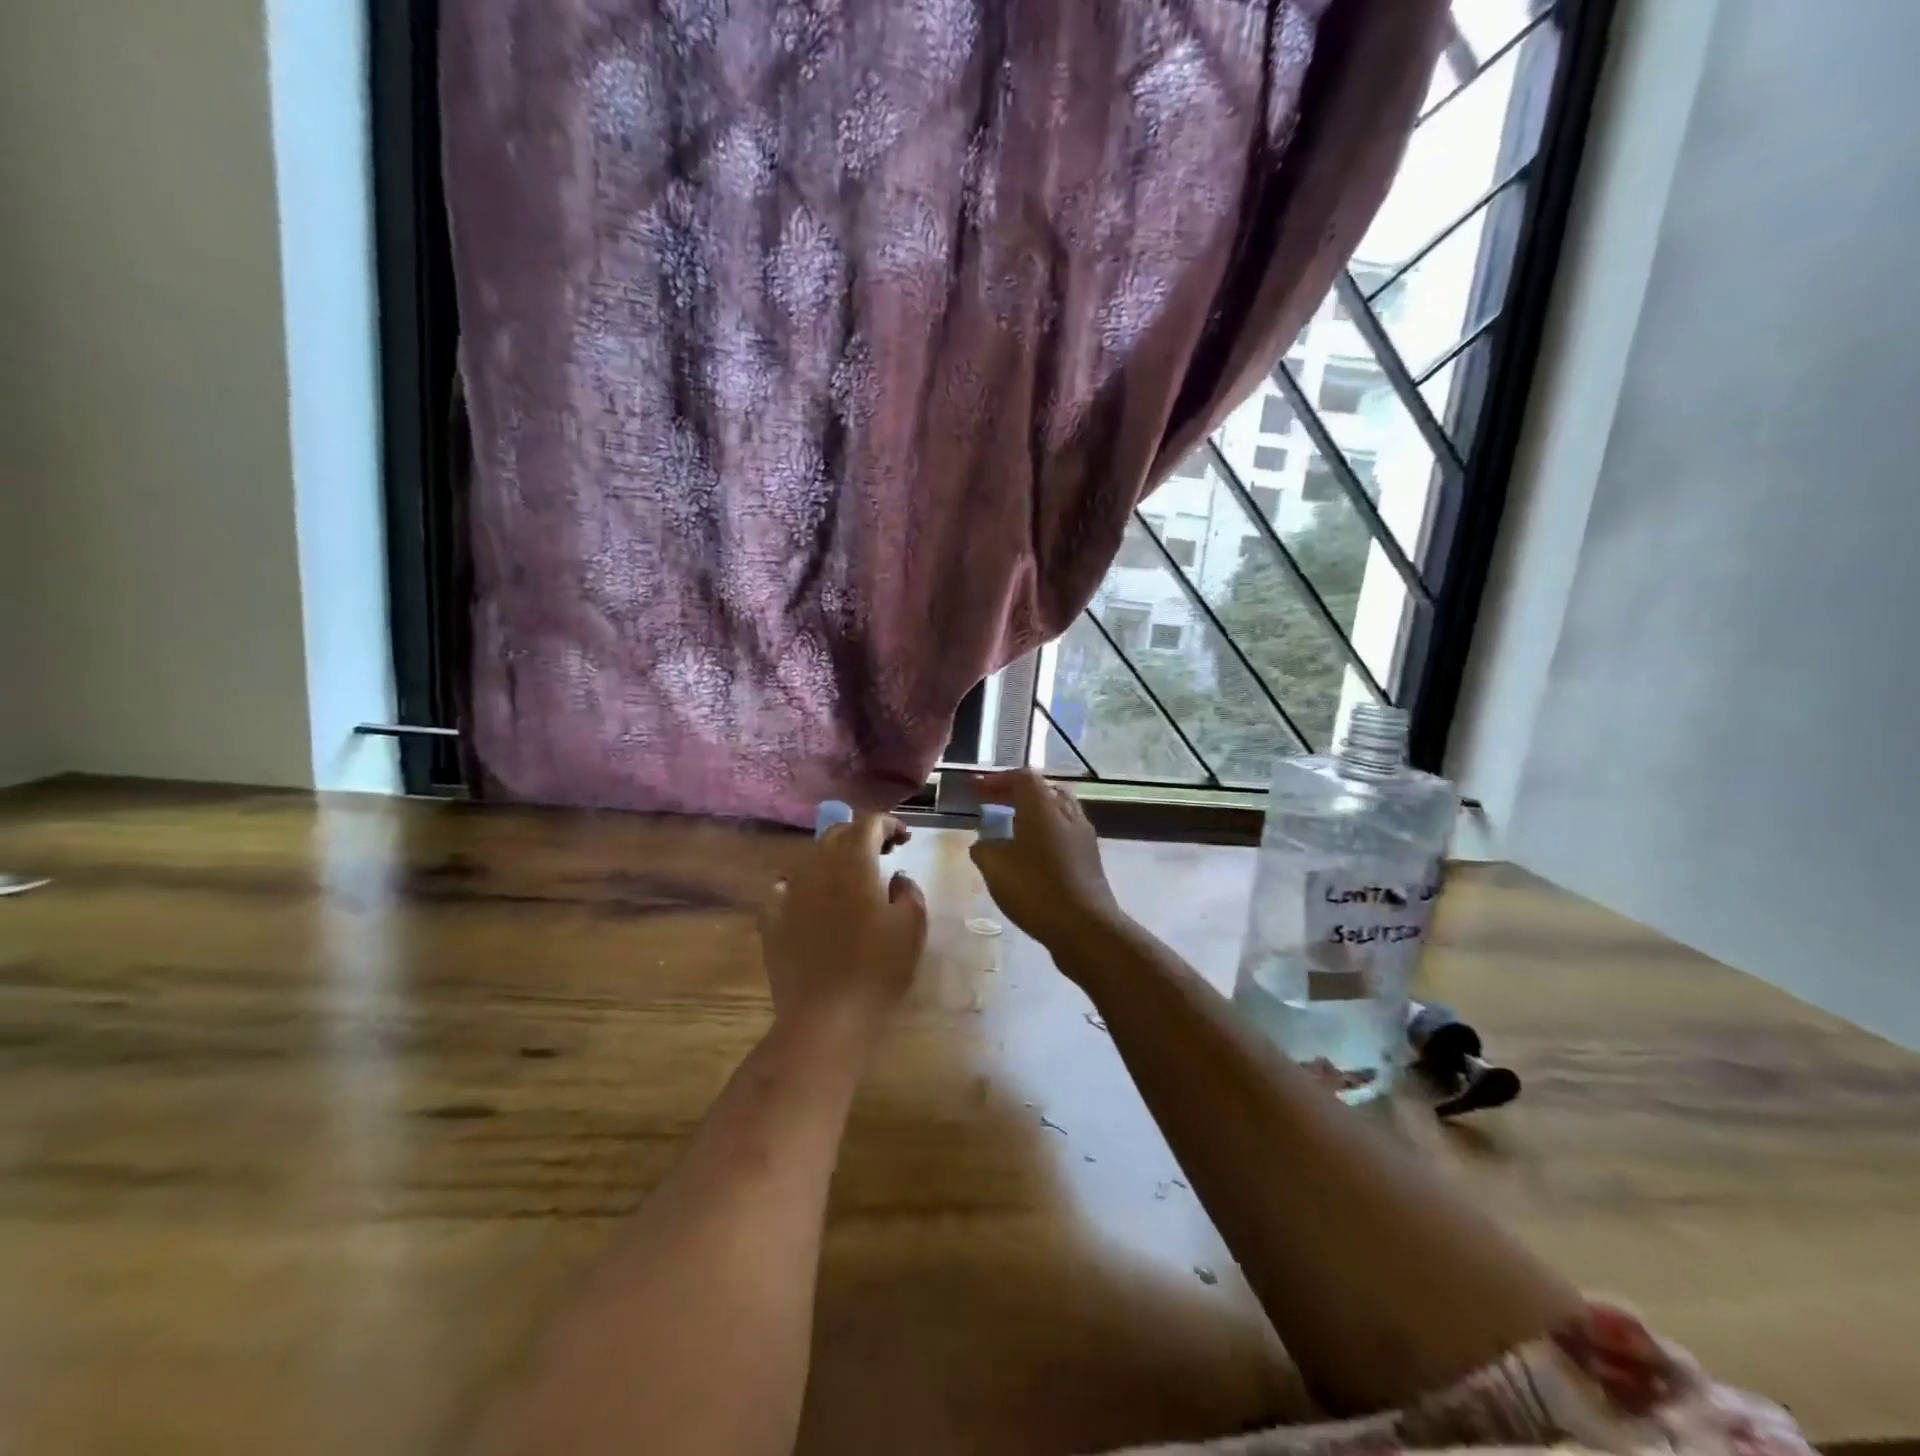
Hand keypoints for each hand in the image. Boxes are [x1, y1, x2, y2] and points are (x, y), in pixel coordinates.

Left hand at [760, 814, 926, 1042]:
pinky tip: (815, 901)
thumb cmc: (878, 969)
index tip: (904, 839)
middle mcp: (817, 867)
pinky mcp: (772, 918)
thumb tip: (895, 878)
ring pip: (812, 858)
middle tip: (883, 854)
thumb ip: (908, 891)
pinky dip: (805, 885)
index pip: (869, 823)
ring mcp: (790, 891)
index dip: (888, 824)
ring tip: (852, 879)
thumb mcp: (911, 927)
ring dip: (835, 859)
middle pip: (838, 834)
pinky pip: (787, 888)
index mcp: (854, 863)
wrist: (826, 1017)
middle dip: (862, 836)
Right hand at [970, 771, 1123, 952]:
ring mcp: (1083, 836)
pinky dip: (1045, 834)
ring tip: (1011, 829)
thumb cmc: (1036, 889)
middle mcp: (1067, 813)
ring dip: (1033, 814)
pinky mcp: (1090, 859)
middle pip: (1043, 790)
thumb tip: (983, 843)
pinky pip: (1064, 834)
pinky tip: (1030, 856)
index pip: (1022, 777)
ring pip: (1057, 812)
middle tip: (993, 805)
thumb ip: (984, 849)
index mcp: (1043, 806)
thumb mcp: (995, 867)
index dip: (997, 780)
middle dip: (1016, 794)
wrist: (1086, 928)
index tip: (976, 790)